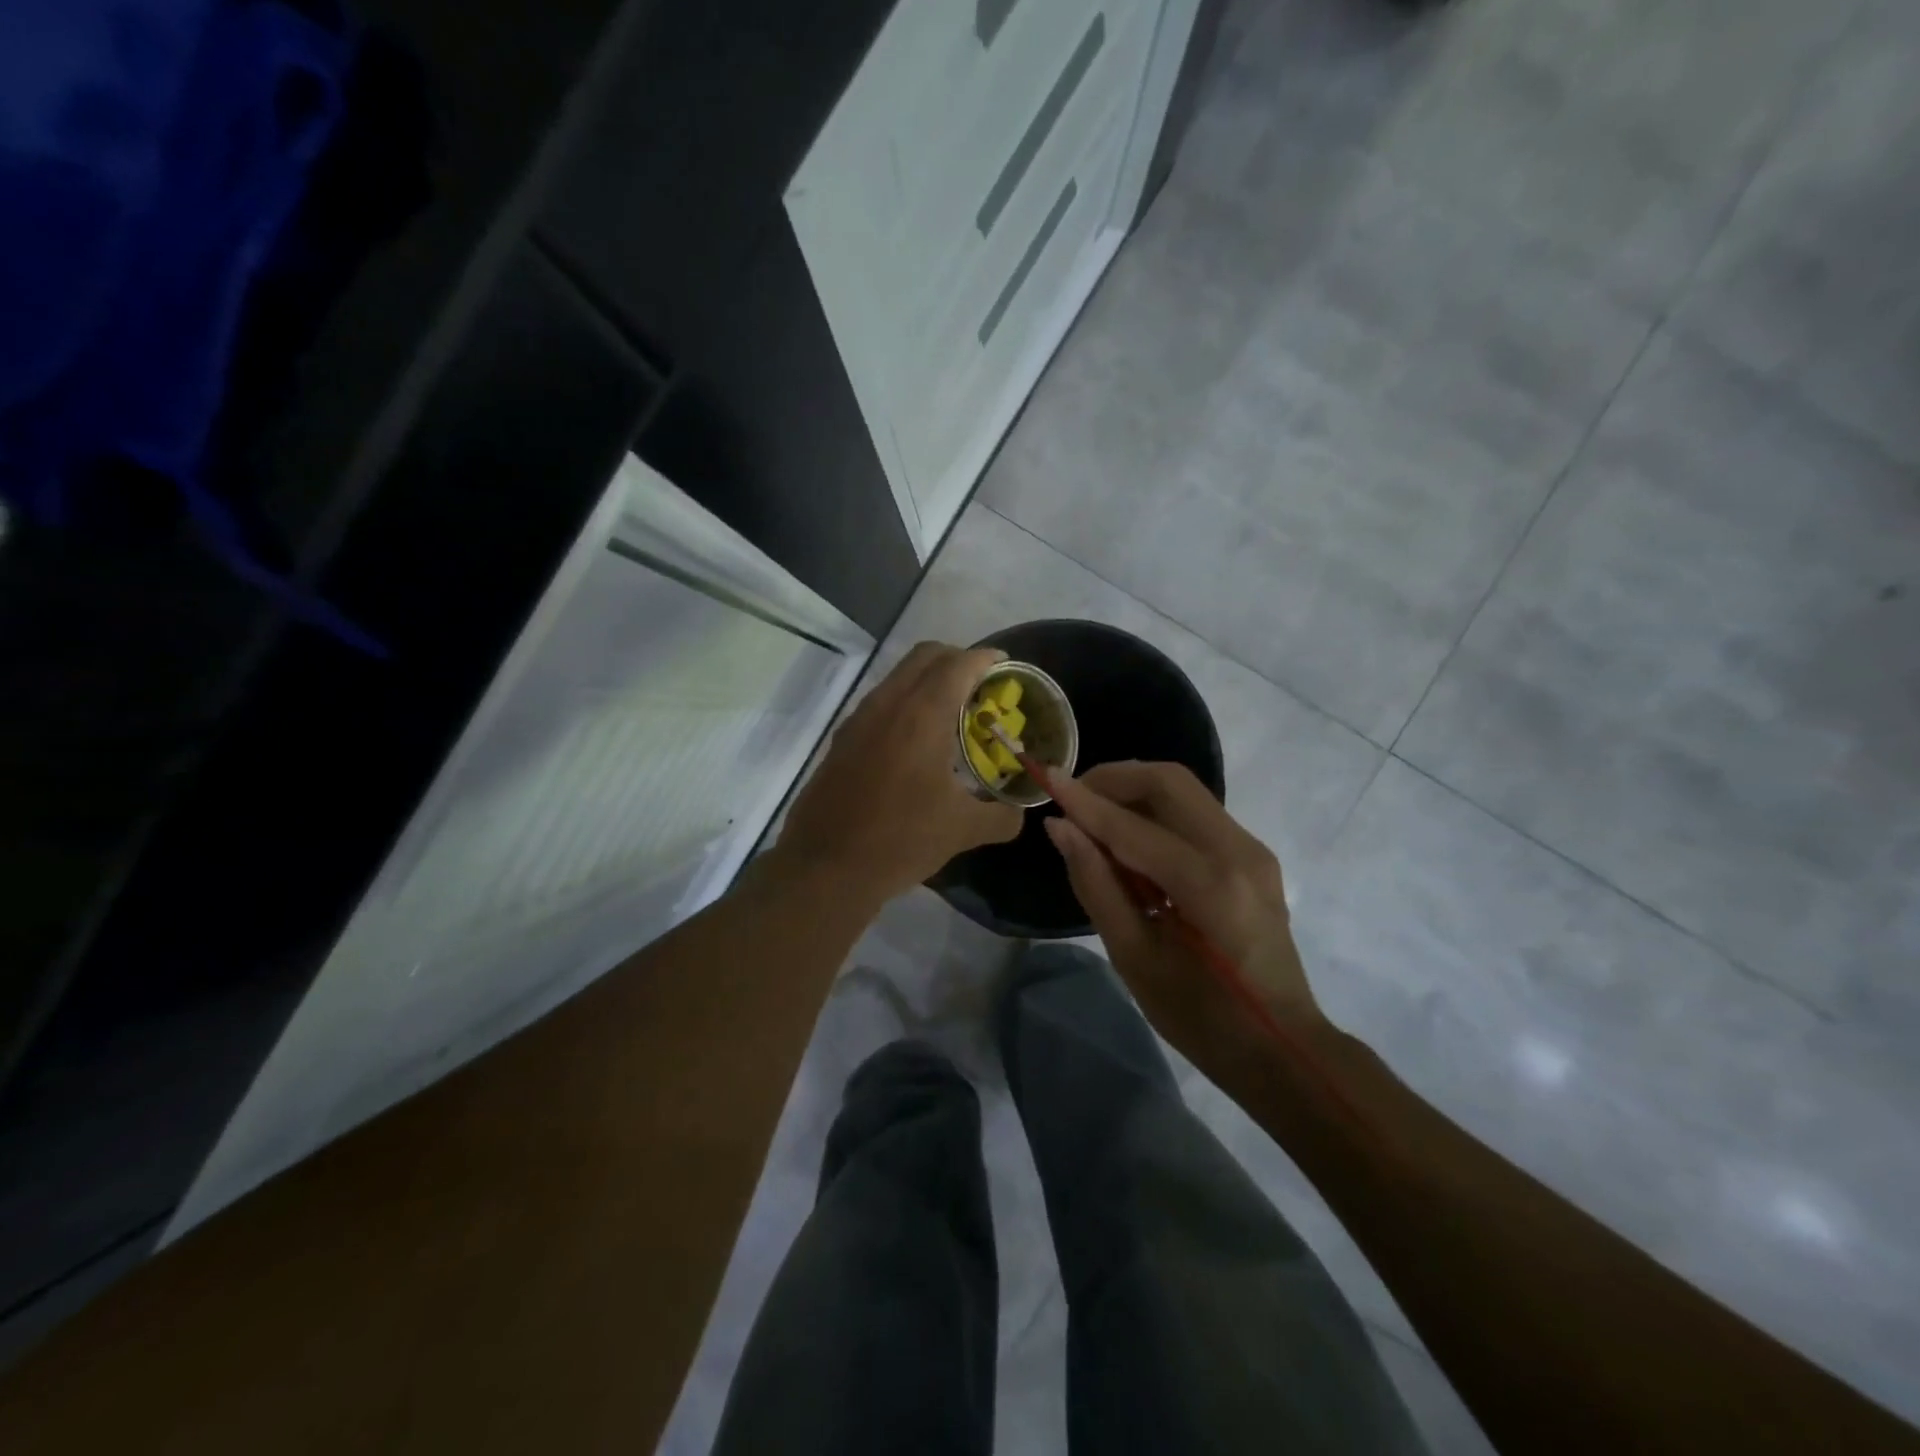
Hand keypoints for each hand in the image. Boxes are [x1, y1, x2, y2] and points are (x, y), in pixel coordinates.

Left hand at [776, 643, 1023, 904]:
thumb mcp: (962, 831)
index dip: (985, 658)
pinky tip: (917, 741)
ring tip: (952, 711)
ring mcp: (858, 720)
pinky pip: (880, 702)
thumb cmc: (900, 840)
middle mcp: (887, 705)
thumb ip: (1001, 816)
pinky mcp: (842, 740)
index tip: (1005, 665)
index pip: (958, 664)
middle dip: (956, 659)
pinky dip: (905, 703)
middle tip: (981, 684)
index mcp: (922, 715)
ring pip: (898, 677)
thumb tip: (1018, 813)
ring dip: (928, 680)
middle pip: (924, 656)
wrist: (825, 867)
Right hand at [1044, 761, 1325, 1080]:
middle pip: (1169, 781)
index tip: (1045, 777)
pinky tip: (1130, 842)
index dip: (1084, 801)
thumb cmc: (1201, 1018)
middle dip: (1114, 779)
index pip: (1132, 826)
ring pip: (1184, 791)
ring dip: (1134, 792)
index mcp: (1210, 885)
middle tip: (1072, 798)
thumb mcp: (1134, 958)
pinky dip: (1156, 812)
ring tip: (1094, 818)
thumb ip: (1096, 884)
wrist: (1282, 1048)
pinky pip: (1196, 813)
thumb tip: (1060, 828)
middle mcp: (1238, 851)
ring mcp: (1252, 850)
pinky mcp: (1253, 856)